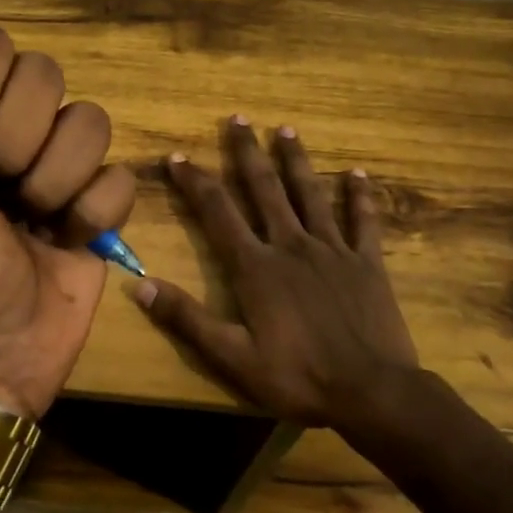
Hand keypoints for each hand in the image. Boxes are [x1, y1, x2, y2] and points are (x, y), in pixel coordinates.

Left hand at [0, 0, 135, 417]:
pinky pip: (120, 179)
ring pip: (90, 122)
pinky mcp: (95, 203)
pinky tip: (61, 241)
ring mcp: (54, 161)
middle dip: (13, 146)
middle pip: (45, 77)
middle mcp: (3, 122)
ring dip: (53, 184)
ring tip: (25, 223)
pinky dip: (90, 215)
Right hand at [129, 117, 417, 426]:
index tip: (177, 156)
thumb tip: (139, 286)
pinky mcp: (366, 262)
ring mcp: (332, 249)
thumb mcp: (233, 358)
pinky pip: (362, 220)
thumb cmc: (299, 378)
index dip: (195, 182)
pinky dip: (360, 195)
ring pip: (310, 194)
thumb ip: (187, 319)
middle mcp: (291, 245)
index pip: (218, 212)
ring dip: (296, 160)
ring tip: (286, 130)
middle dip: (247, 152)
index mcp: (256, 266)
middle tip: (238, 118)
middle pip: (264, 189)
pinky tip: (359, 172)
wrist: (373, 394)